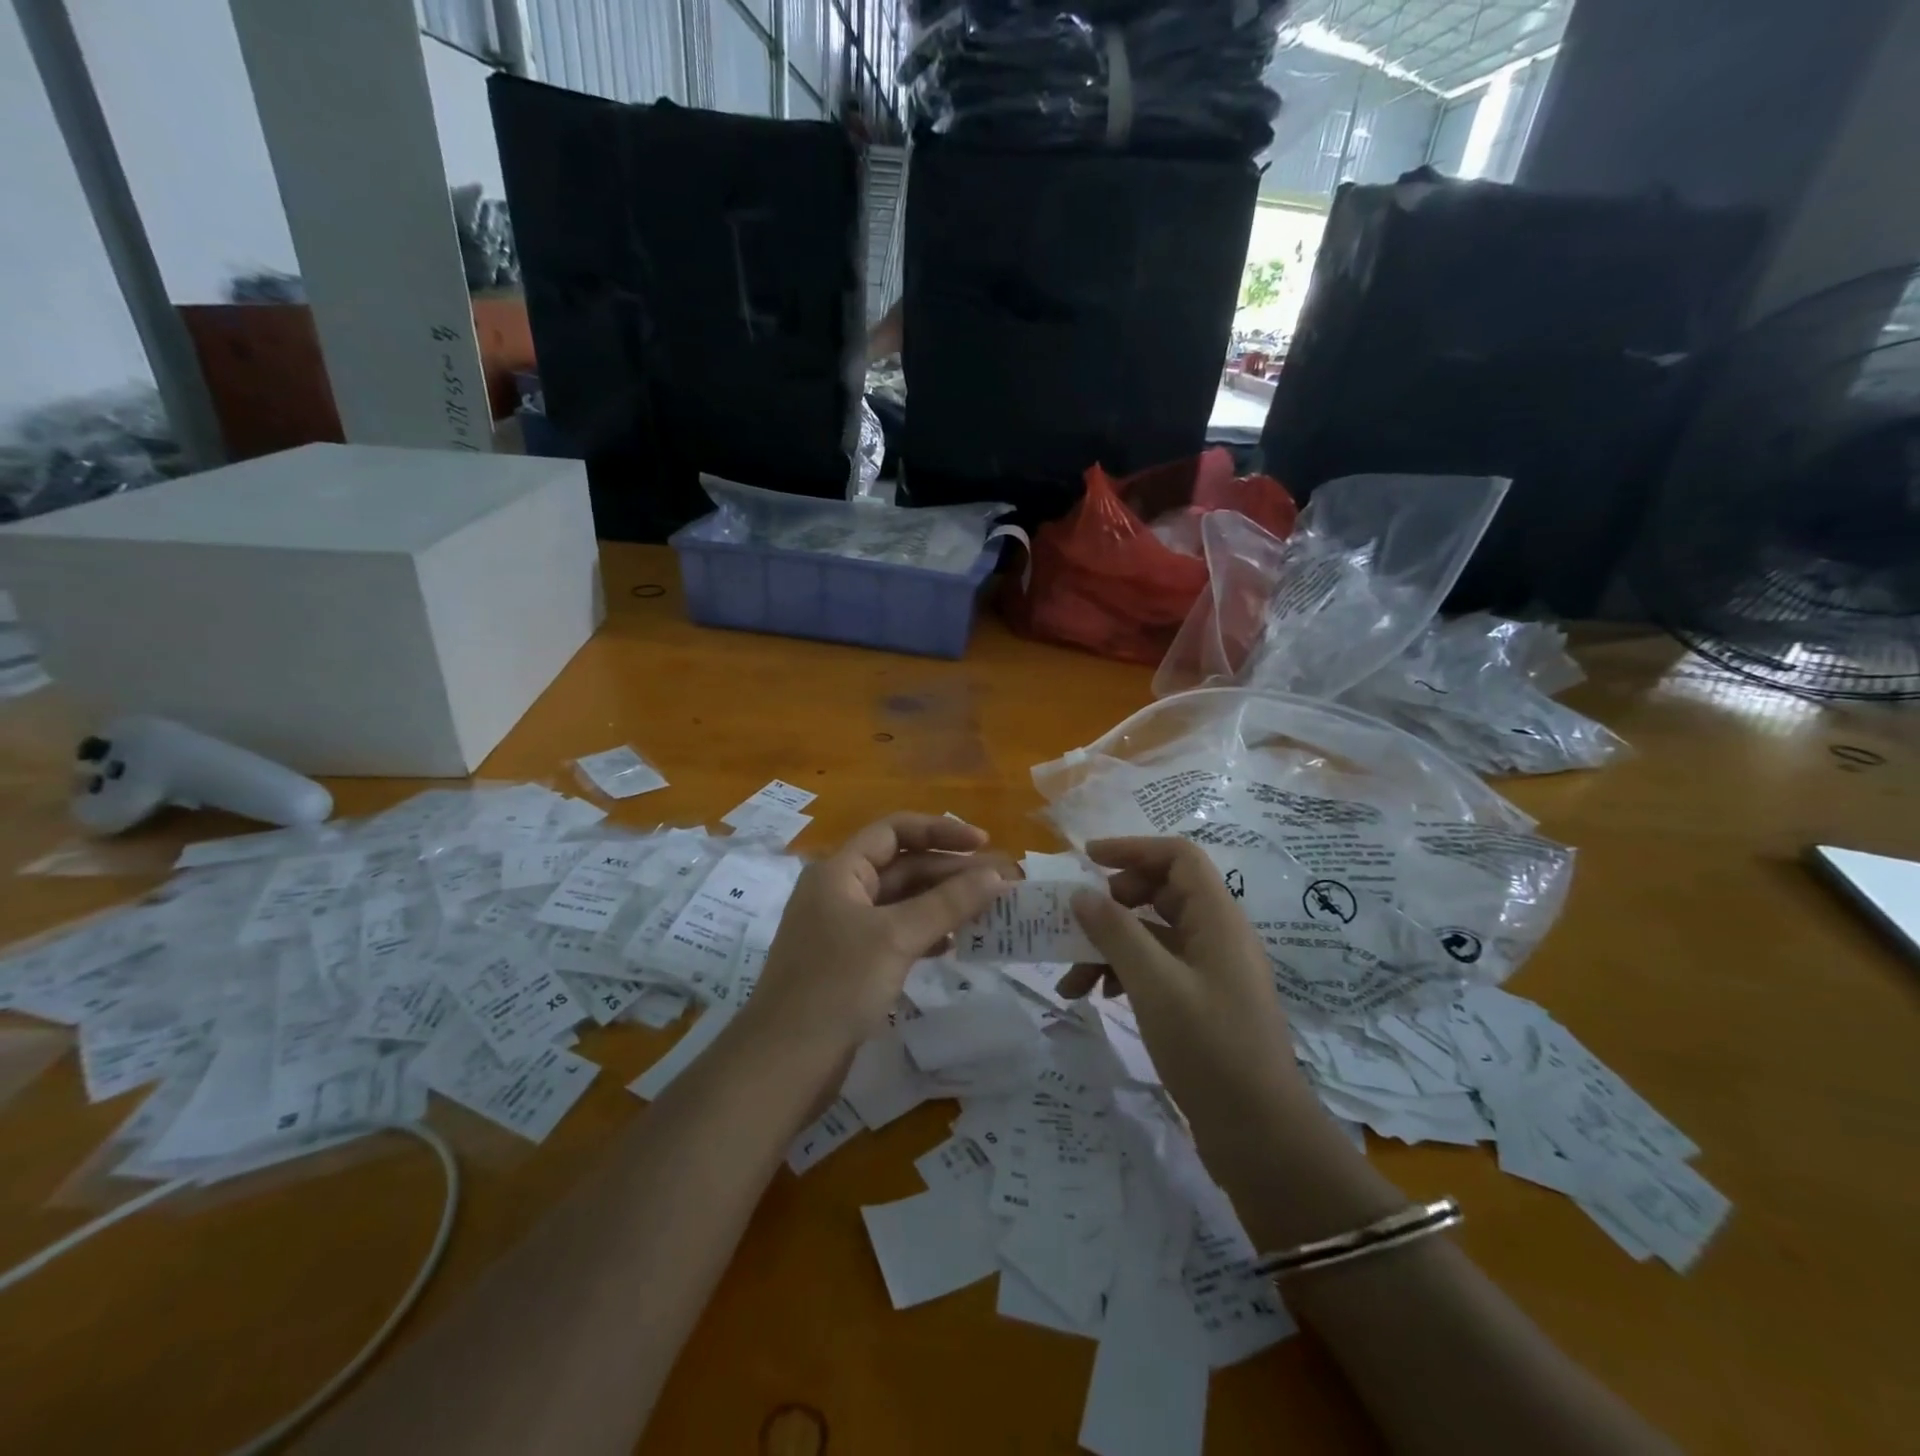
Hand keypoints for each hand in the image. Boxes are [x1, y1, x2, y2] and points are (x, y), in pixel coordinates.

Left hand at [746, 814, 1010, 1059]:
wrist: (784, 1063)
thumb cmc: (836, 985)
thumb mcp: (896, 937)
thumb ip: (948, 903)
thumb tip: (998, 876)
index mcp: (839, 871)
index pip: (894, 830)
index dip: (940, 830)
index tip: (983, 844)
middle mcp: (840, 892)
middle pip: (902, 866)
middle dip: (950, 871)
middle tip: (1001, 883)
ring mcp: (844, 930)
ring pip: (902, 902)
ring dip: (943, 902)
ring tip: (988, 910)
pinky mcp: (851, 964)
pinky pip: (896, 934)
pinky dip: (926, 933)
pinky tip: (954, 944)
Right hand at [1065, 836, 1313, 1154]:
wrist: (1260, 1135)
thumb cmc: (1210, 1049)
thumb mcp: (1155, 985)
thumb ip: (1116, 932)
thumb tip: (1081, 894)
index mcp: (1218, 919)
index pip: (1178, 857)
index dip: (1132, 849)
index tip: (1086, 859)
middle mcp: (1216, 935)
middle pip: (1161, 891)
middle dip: (1113, 903)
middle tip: (1081, 922)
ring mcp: (1209, 969)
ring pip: (1152, 934)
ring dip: (1109, 946)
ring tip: (1071, 980)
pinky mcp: (1199, 1000)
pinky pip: (1155, 967)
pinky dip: (1122, 973)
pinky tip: (1095, 997)